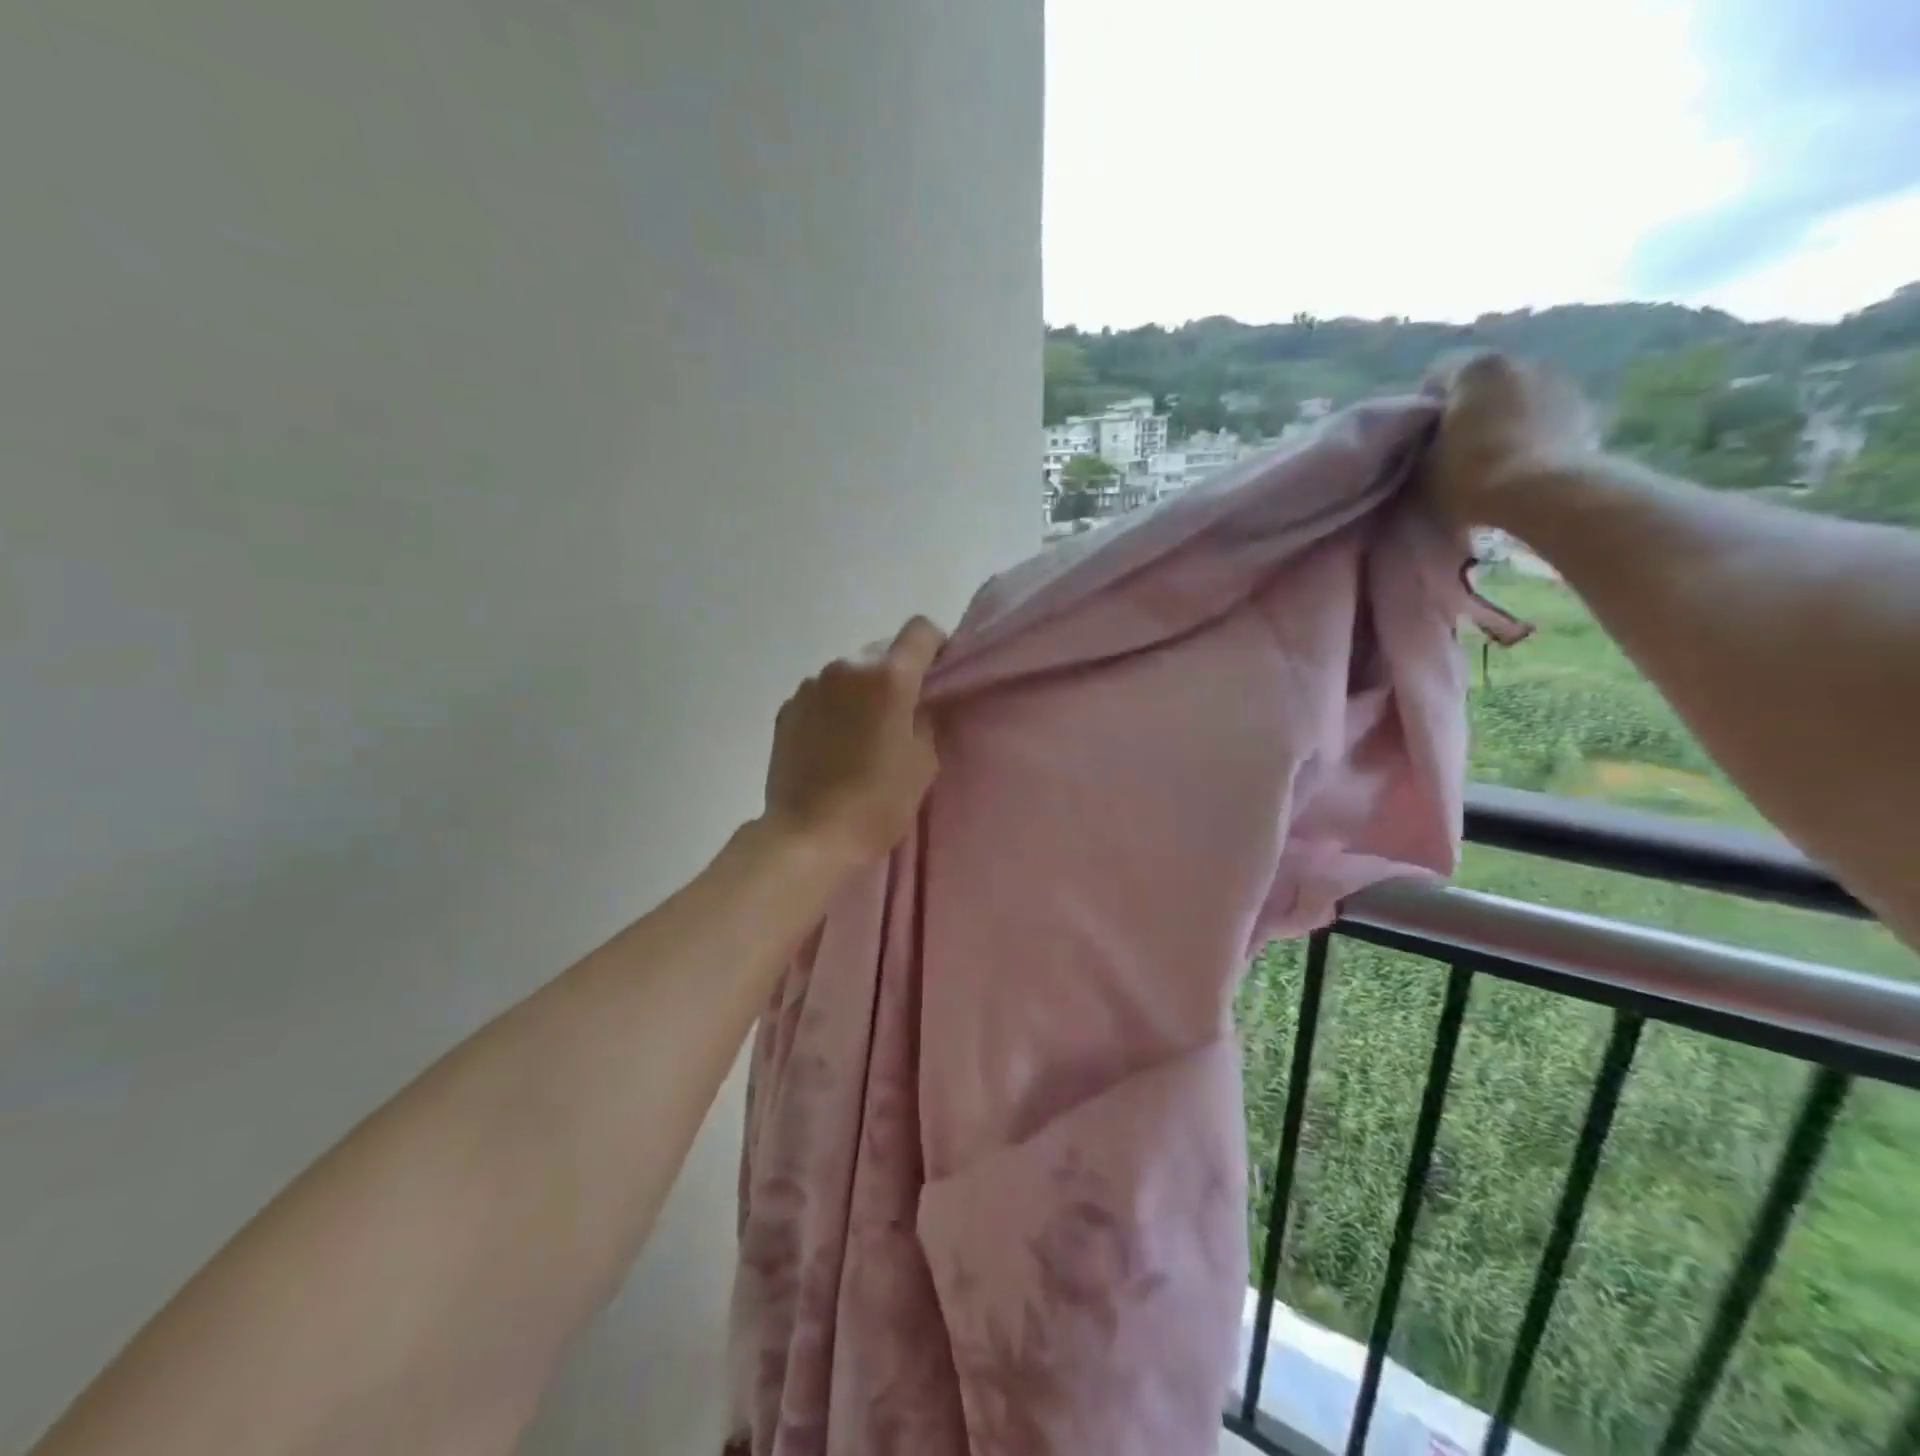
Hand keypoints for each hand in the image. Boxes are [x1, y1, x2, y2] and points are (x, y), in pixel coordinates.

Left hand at [762, 616, 945, 870]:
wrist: (809, 836)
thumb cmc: (877, 803)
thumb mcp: (923, 762)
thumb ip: (926, 718)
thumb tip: (920, 703)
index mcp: (888, 676)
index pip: (920, 630)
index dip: (935, 647)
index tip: (936, 677)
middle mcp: (846, 667)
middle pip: (882, 651)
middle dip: (896, 674)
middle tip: (900, 714)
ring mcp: (811, 686)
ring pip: (849, 673)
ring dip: (861, 691)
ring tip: (862, 733)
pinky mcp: (787, 708)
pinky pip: (822, 694)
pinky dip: (834, 707)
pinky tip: (833, 744)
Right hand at [1420, 352, 1595, 528]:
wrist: (1541, 495)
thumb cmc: (1468, 474)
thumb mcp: (1420, 466)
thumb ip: (1419, 446)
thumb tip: (1425, 445)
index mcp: (1475, 368)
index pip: (1436, 376)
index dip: (1424, 408)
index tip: (1420, 439)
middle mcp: (1521, 361)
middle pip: (1482, 384)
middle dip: (1469, 409)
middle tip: (1453, 448)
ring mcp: (1559, 381)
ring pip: (1516, 397)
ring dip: (1503, 418)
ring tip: (1490, 458)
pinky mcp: (1584, 409)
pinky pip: (1545, 416)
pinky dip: (1531, 432)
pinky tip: (1519, 463)